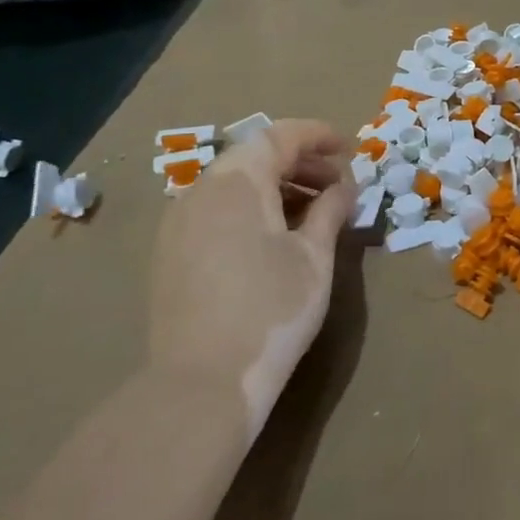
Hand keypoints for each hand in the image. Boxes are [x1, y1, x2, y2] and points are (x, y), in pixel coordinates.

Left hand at [148, 120, 354, 434]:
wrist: (202, 383)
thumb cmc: (272, 310)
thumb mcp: (315, 256)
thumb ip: (330, 210)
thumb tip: (344, 187)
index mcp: (237, 181)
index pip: (280, 136)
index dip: (318, 136)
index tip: (349, 149)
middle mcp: (201, 190)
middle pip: (255, 156)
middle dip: (300, 163)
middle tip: (338, 185)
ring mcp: (179, 222)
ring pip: (234, 184)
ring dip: (276, 187)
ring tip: (312, 213)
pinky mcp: (170, 253)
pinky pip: (216, 210)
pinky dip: (251, 209)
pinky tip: (274, 239)